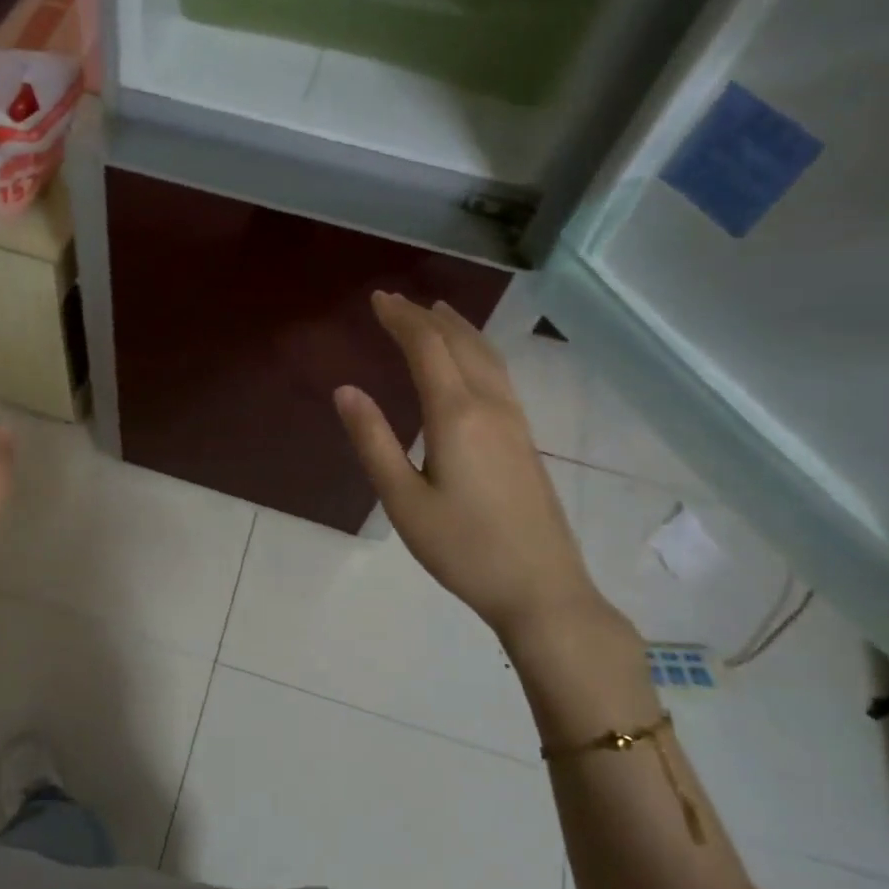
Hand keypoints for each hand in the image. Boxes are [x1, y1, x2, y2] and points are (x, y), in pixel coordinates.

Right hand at [334, 293, 612, 654]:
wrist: (542, 589)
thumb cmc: (463, 548)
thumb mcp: (403, 501)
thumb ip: (373, 441)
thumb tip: (346, 390)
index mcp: (456, 415)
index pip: (427, 348)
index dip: (401, 319)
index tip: (377, 300)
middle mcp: (490, 406)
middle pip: (459, 343)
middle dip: (425, 317)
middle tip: (395, 301)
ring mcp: (515, 421)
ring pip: (486, 355)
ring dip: (457, 328)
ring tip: (435, 312)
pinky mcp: (525, 438)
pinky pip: (499, 374)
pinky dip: (477, 350)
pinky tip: (471, 361)